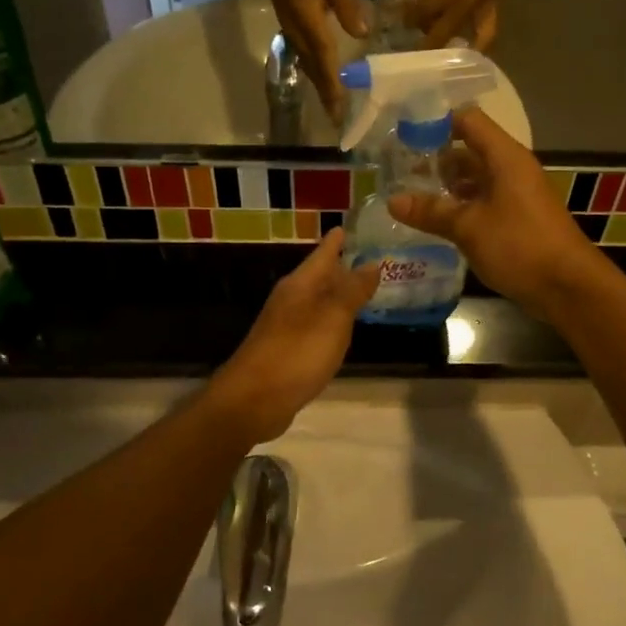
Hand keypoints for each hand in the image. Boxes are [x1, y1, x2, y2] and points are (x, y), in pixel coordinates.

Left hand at [206, 229, 380, 444]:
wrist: (252, 401)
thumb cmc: (296, 354)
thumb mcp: (332, 319)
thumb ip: (353, 291)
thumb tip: (372, 263)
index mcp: (300, 285)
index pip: (323, 253)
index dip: (338, 240)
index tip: (352, 225)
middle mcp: (291, 300)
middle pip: (320, 276)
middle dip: (343, 267)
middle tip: (373, 259)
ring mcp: (286, 326)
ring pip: (318, 301)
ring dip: (339, 295)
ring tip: (365, 290)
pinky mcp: (287, 350)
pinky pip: (315, 325)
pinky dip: (332, 321)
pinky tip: (344, 329)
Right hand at [256, 0, 367, 119]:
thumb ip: (347, 4)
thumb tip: (362, 33)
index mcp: (309, 23)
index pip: (324, 59)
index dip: (333, 85)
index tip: (339, 107)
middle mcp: (299, 36)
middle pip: (315, 72)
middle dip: (327, 97)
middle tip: (338, 121)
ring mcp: (293, 36)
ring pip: (309, 69)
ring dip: (321, 90)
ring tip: (332, 110)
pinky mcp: (293, 34)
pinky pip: (306, 62)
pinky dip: (317, 76)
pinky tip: (324, 84)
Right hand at [387, 108, 605, 323]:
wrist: (568, 286)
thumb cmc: (519, 246)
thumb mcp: (468, 227)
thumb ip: (431, 212)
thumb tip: (393, 200)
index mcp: (505, 157)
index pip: (468, 120)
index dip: (436, 122)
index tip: (403, 134)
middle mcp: (511, 169)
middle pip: (469, 149)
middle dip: (435, 158)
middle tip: (397, 170)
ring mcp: (516, 194)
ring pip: (475, 178)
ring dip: (446, 185)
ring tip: (409, 195)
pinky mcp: (517, 218)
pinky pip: (483, 201)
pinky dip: (460, 205)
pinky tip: (435, 220)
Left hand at [413, 0, 508, 49]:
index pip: (435, 2)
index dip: (417, 14)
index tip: (403, 23)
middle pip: (450, 24)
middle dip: (430, 41)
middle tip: (413, 54)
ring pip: (472, 34)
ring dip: (452, 45)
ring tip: (435, 58)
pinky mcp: (497, 1)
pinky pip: (489, 31)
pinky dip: (477, 46)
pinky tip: (465, 55)